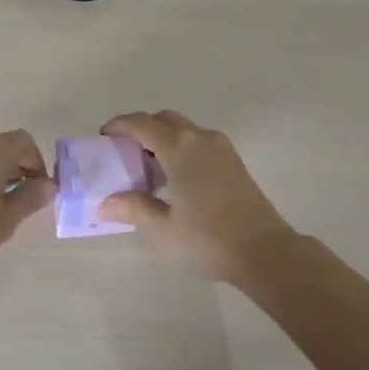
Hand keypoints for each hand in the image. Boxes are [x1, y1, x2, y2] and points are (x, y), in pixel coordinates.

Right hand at [96, 111, 295, 281]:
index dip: (119, 125)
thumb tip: (104, 204)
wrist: (265, 250)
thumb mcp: (164, 227)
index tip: (103, 136)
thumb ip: (134, 208)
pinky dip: (182, 146)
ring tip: (149, 168)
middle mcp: (199, 137)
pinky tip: (176, 177)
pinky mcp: (234, 160)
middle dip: (142, 128)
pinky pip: (199, 140)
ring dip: (163, 137)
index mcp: (179, 147)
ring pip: (184, 128)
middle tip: (125, 152)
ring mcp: (220, 147)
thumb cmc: (209, 237)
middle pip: (164, 119)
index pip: (141, 123)